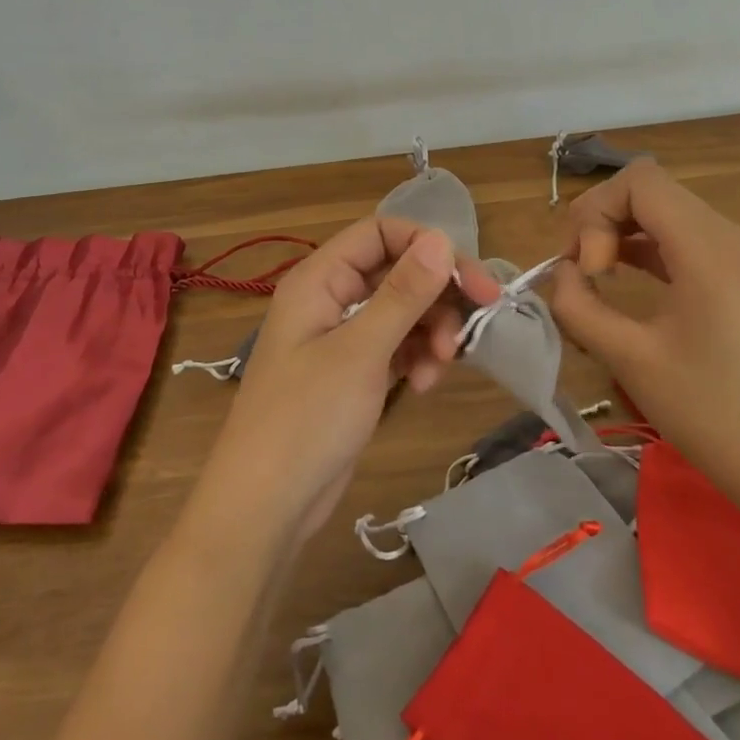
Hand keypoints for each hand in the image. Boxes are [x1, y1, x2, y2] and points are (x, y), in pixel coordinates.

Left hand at [194, 218, 500, 544]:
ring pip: (402, 311)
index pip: (380, 233)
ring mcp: (342, 337)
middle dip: (436, 297)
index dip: (428, 246)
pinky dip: (416, 357)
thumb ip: (403, 293)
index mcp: (320, 279)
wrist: (266, 506)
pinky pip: (396, 345)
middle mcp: (330, 298)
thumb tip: (441, 239)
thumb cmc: (307, 418)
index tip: (471, 280)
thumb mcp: (361, 351)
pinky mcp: (354, 372)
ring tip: (439, 367)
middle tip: (474, 326)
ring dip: (430, 332)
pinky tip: (423, 384)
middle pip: (397, 272)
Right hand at [548, 161, 739, 539]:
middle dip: (604, 222)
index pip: (640, 181)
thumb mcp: (631, 360)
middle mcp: (734, 238)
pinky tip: (631, 285)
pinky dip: (651, 250)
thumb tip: (562, 275)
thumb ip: (579, 307)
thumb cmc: (713, 416)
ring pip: (668, 213)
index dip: (596, 212)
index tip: (589, 271)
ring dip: (625, 235)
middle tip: (585, 277)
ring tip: (600, 281)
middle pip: (652, 191)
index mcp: (710, 249)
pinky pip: (689, 240)